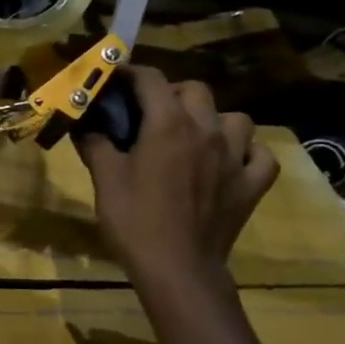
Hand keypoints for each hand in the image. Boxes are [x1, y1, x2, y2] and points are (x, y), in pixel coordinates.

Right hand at [76, 66, 278, 290]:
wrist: (177, 269)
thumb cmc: (135, 222)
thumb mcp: (105, 181)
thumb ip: (96, 145)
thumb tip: (85, 126)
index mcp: (168, 124)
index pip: (150, 80)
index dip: (131, 74)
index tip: (116, 80)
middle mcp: (207, 130)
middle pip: (195, 90)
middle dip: (172, 93)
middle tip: (151, 114)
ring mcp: (235, 156)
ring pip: (235, 118)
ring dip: (214, 120)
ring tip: (195, 137)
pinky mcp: (252, 184)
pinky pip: (260, 155)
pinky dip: (247, 153)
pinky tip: (231, 162)